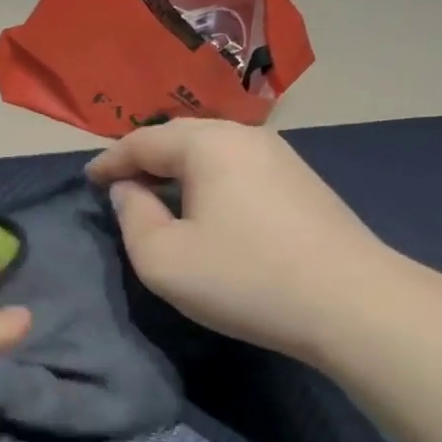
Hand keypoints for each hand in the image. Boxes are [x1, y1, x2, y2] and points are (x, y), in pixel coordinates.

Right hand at [87, 120, 395, 360]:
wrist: (354, 304)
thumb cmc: (244, 277)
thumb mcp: (163, 258)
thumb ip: (132, 217)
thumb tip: (128, 191)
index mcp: (206, 144)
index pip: (142, 141)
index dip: (109, 161)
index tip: (87, 180)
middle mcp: (244, 136)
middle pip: (179, 137)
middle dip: (143, 158)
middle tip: (119, 184)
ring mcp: (280, 156)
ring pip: (212, 150)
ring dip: (178, 168)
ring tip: (158, 194)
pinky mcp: (302, 182)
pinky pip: (237, 167)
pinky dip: (208, 179)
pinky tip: (206, 207)